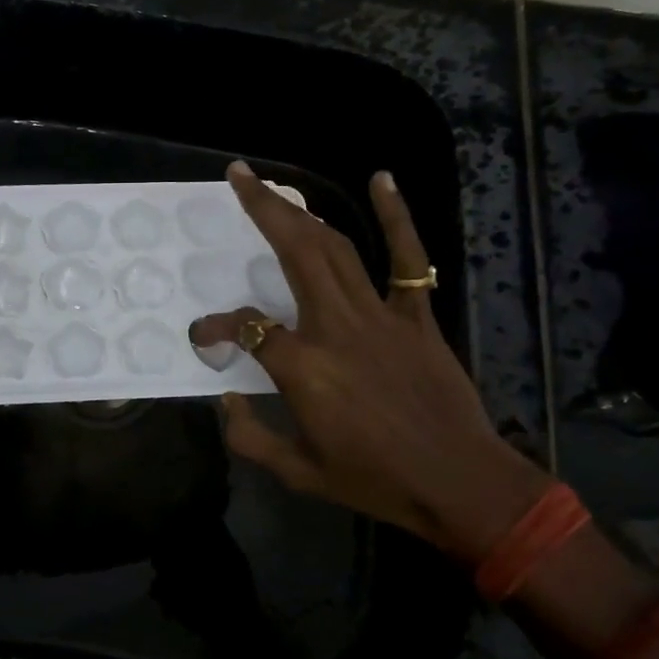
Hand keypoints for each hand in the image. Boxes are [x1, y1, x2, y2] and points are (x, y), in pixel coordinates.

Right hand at [190, 164, 550, 562]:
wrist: (457, 482)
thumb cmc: (375, 480)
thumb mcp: (298, 473)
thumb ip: (250, 437)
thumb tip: (225, 400)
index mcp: (304, 368)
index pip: (247, 327)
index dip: (216, 327)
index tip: (202, 337)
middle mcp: (336, 327)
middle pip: (295, 252)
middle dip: (263, 209)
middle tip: (239, 176)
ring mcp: (380, 315)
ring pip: (336, 248)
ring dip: (304, 212)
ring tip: (275, 185)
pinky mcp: (415, 316)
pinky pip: (408, 259)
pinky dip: (397, 217)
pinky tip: (382, 179)